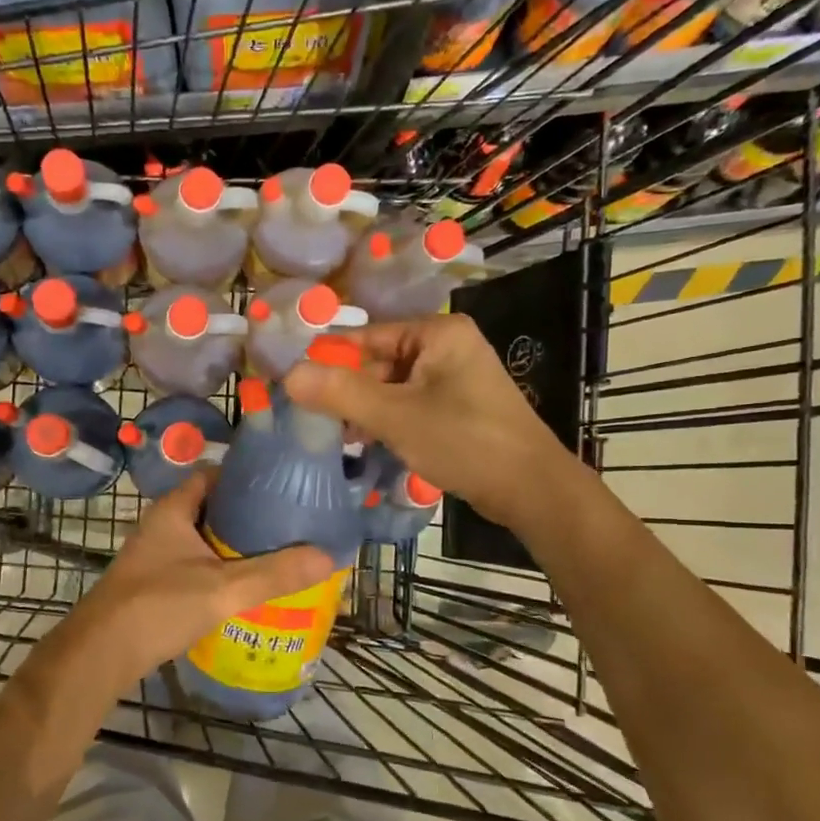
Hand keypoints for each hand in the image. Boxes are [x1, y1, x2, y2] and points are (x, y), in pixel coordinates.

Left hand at [30, 471, 335, 705]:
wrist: (100, 655)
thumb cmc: (158, 606)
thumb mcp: (223, 588)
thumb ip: (274, 573)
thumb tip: (328, 555)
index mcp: (173, 510)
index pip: (212, 475)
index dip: (245, 476)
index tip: (281, 485)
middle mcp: (162, 526)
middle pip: (211, 507)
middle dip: (247, 515)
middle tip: (288, 523)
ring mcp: (156, 556)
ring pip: (203, 540)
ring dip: (234, 545)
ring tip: (277, 553)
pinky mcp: (154, 584)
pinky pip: (196, 565)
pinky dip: (220, 569)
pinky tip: (245, 587)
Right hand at [283, 314, 578, 529]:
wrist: (530, 487)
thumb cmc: (465, 441)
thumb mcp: (396, 416)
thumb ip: (341, 393)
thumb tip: (288, 374)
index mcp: (438, 333)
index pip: (368, 336)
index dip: (329, 359)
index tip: (294, 382)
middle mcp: (448, 347)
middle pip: (380, 362)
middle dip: (348, 391)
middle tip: (312, 418)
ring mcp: (455, 379)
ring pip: (393, 387)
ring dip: (365, 410)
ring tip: (336, 436)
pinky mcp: (458, 408)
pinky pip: (411, 405)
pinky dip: (388, 421)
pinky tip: (366, 443)